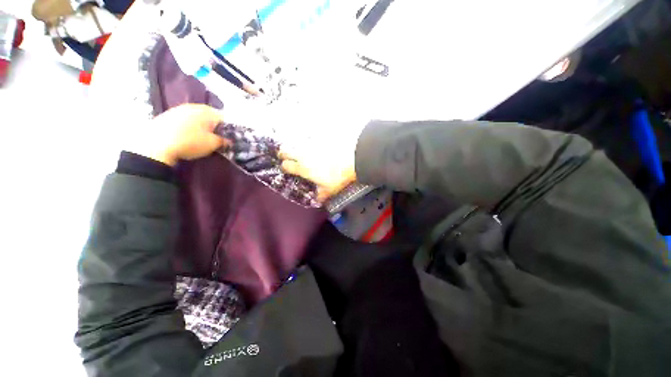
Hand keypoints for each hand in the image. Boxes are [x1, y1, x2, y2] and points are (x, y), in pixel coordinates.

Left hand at [128, 104, 227, 165]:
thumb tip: (229, 140)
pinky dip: (190, 126)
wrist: (156, 145)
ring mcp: (178, 109)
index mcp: (206, 111)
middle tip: (216, 137)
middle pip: (209, 115)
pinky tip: (188, 135)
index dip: (228, 128)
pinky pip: (185, 119)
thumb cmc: (190, 142)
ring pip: (196, 116)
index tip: (228, 137)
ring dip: (202, 125)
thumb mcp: (212, 144)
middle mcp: (193, 106)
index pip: (223, 118)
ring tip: (202, 137)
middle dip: (214, 126)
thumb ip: (223, 141)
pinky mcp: (167, 115)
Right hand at [279, 141, 357, 201]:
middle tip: (284, 154)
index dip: (284, 166)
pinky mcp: (321, 138)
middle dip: (283, 152)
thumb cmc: (339, 176)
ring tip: (299, 148)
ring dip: (295, 145)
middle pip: (286, 150)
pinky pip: (311, 137)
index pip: (286, 166)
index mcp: (304, 168)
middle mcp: (304, 155)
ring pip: (297, 142)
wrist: (352, 159)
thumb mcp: (330, 189)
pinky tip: (313, 141)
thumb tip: (318, 199)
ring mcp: (312, 145)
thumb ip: (321, 195)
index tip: (285, 167)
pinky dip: (309, 139)